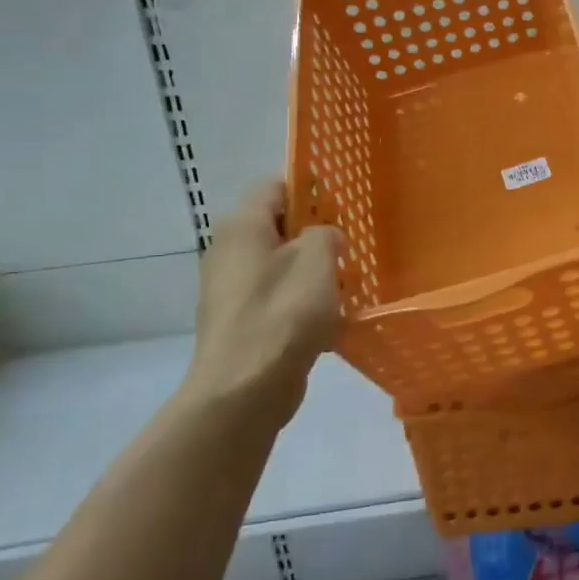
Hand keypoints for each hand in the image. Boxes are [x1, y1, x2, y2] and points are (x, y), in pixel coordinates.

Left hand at [182, 180, 341, 429]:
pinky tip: (329, 321)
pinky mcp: (240, 323)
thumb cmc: (282, 315)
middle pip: (277, 228)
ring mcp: (230, 291)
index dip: (309, 189)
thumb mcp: (317, 261)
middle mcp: (229, 252)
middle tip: (349, 246)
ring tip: (346, 284)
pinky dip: (300, 304)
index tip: (342, 205)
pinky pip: (276, 299)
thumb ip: (326, 235)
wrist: (243, 392)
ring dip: (312, 272)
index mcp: (243, 228)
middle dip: (315, 234)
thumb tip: (324, 237)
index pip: (274, 187)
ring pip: (279, 266)